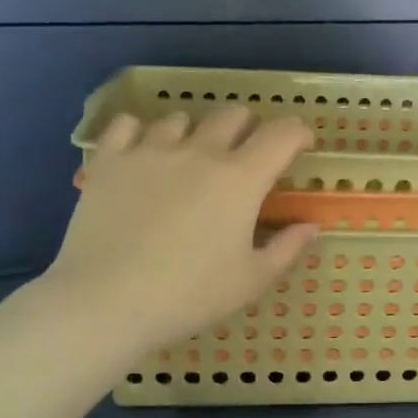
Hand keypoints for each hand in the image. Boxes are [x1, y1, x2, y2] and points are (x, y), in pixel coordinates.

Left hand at [44, 107, 319, 355]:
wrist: (105, 302)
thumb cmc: (188, 295)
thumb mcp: (250, 281)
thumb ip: (287, 249)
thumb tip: (311, 226)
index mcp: (241, 178)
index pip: (282, 134)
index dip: (298, 133)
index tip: (301, 146)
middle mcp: (200, 151)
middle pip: (233, 115)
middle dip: (249, 128)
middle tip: (245, 157)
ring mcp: (151, 150)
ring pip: (181, 118)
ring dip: (194, 133)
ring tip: (188, 159)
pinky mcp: (111, 160)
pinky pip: (128, 125)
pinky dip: (140, 132)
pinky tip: (141, 152)